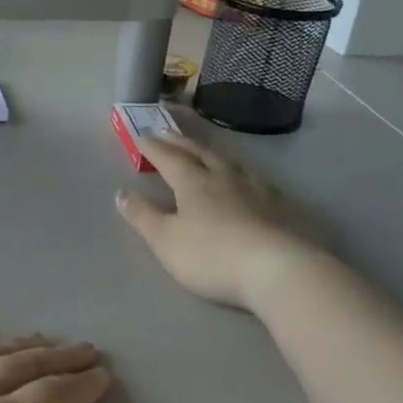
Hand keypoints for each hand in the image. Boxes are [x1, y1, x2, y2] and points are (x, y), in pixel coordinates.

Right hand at [116, 133, 313, 309]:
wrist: (277, 269)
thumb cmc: (212, 256)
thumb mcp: (165, 240)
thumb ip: (142, 216)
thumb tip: (121, 193)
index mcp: (193, 183)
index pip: (169, 159)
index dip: (153, 148)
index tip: (141, 137)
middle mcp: (225, 177)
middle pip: (200, 153)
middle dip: (180, 143)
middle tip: (167, 133)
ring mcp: (257, 189)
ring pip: (230, 163)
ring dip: (213, 154)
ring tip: (205, 151)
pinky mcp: (281, 206)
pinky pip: (256, 179)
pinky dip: (242, 173)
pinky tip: (248, 180)